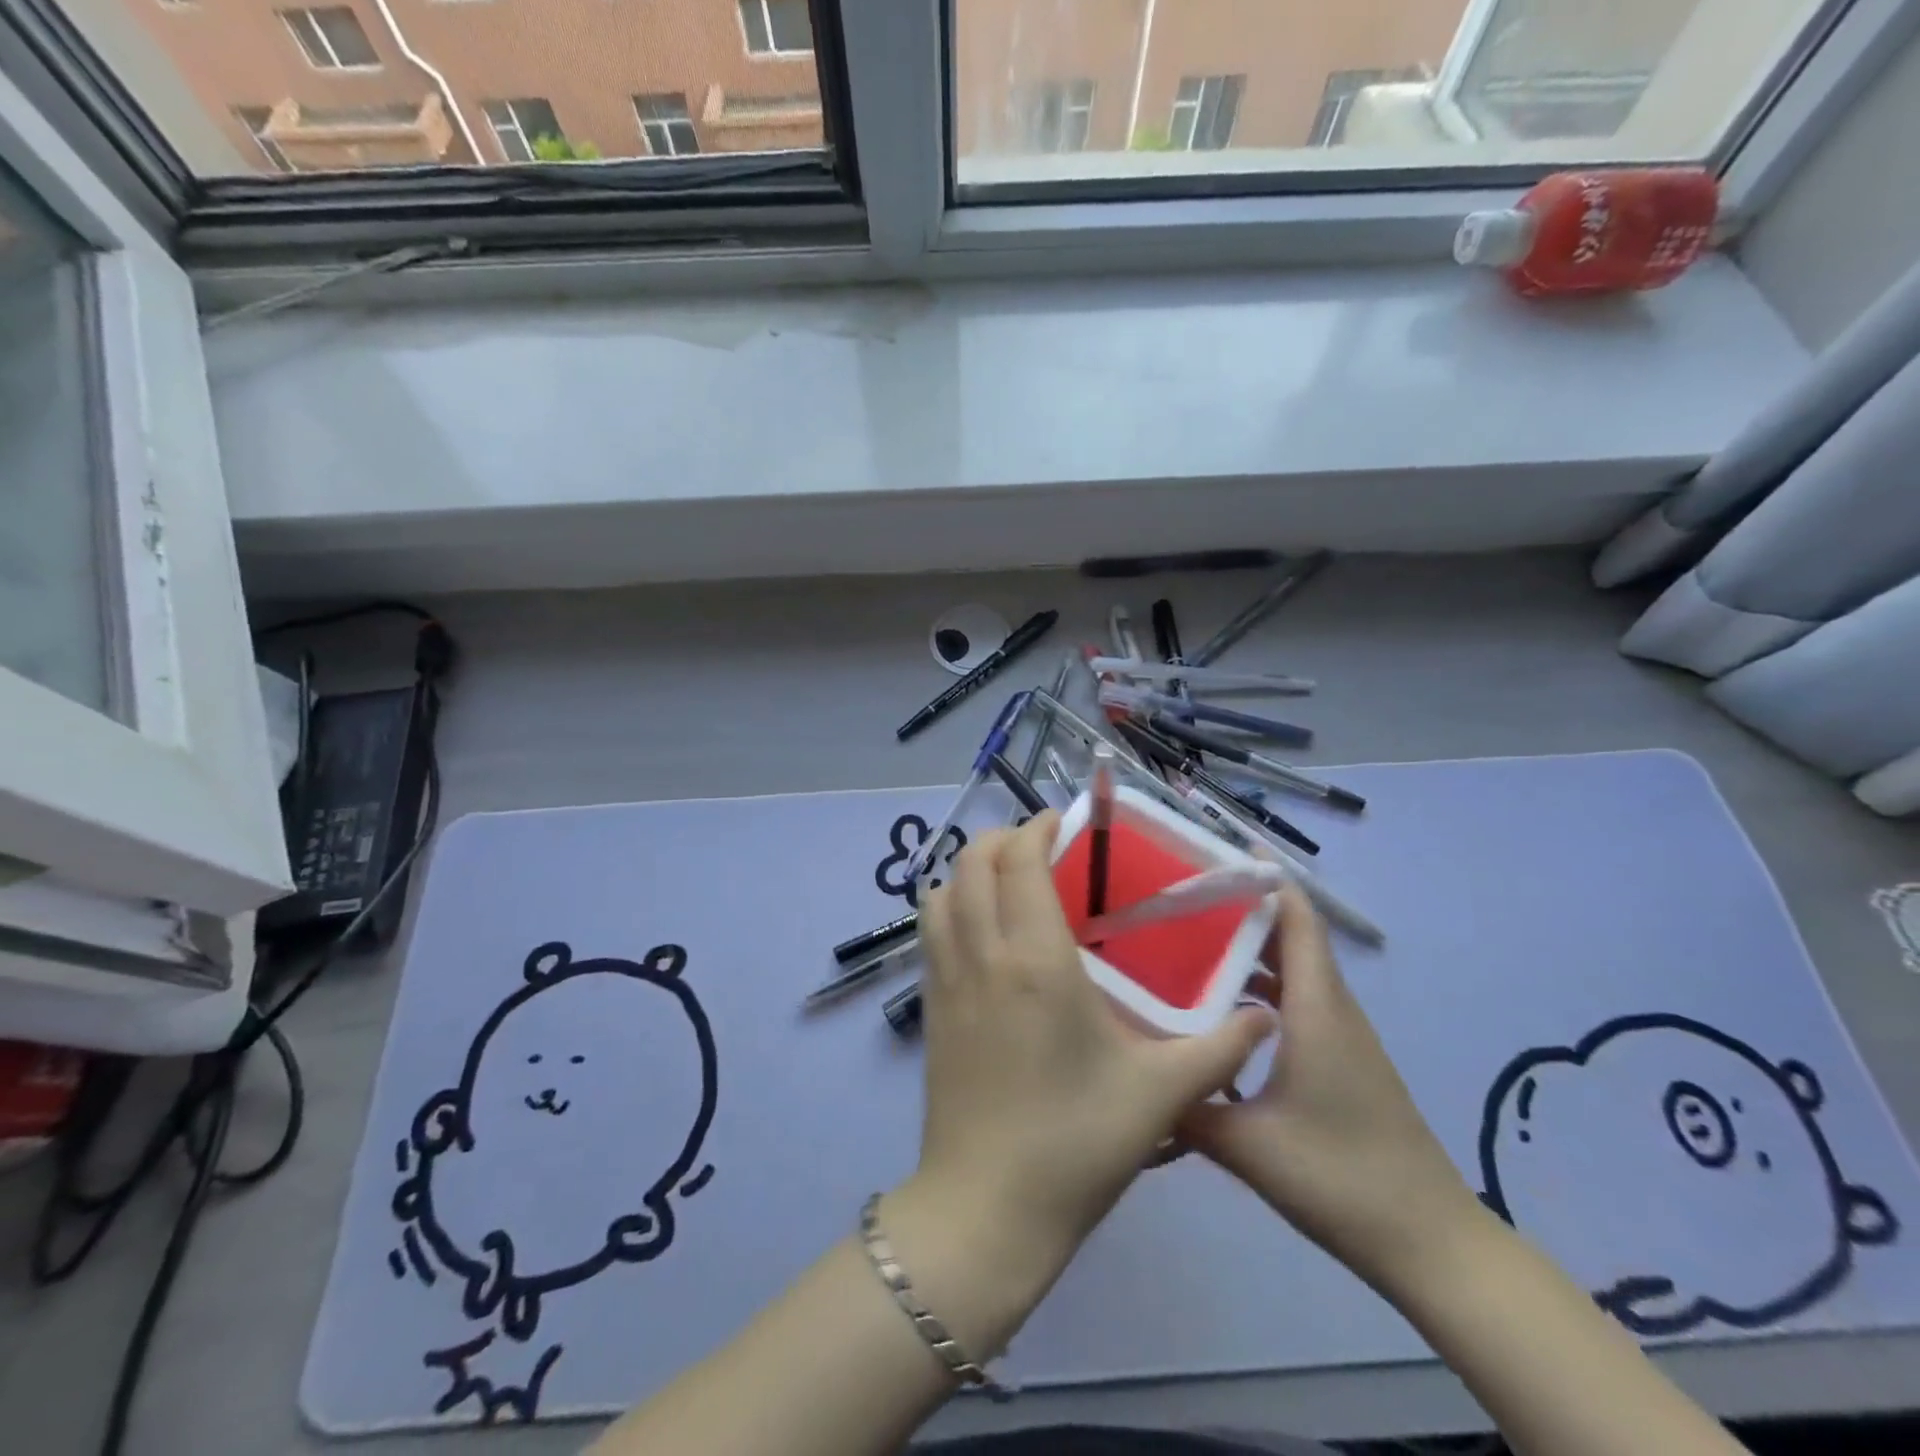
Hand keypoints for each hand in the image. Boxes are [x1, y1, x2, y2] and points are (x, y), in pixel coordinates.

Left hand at [907, 813, 1276, 1289]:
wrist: (986, 1209)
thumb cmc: (1076, 1144)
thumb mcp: (1161, 1094)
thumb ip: (1220, 1049)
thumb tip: (1267, 1017)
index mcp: (1035, 959)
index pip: (1020, 861)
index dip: (1037, 829)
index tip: (1065, 824)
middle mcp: (982, 953)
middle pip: (971, 862)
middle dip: (1003, 839)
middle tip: (1044, 849)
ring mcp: (946, 979)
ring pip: (941, 892)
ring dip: (970, 871)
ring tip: (1011, 884)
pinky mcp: (930, 1007)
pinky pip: (931, 931)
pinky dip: (952, 906)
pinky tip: (987, 933)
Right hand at [1180, 882, 1483, 1295]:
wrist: (1429, 1243)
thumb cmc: (1341, 1178)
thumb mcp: (1247, 1145)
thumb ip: (1185, 1105)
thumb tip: (1131, 1073)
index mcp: (1315, 1007)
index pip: (1296, 917)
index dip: (1263, 876)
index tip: (1213, 852)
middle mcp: (1329, 1007)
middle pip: (1286, 934)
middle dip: (1236, 908)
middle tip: (1173, 898)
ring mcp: (1337, 1034)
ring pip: (1288, 970)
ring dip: (1243, 950)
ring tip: (1181, 943)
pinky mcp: (1337, 1059)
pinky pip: (1292, 1001)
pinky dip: (1255, 988)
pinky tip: (1212, 1010)